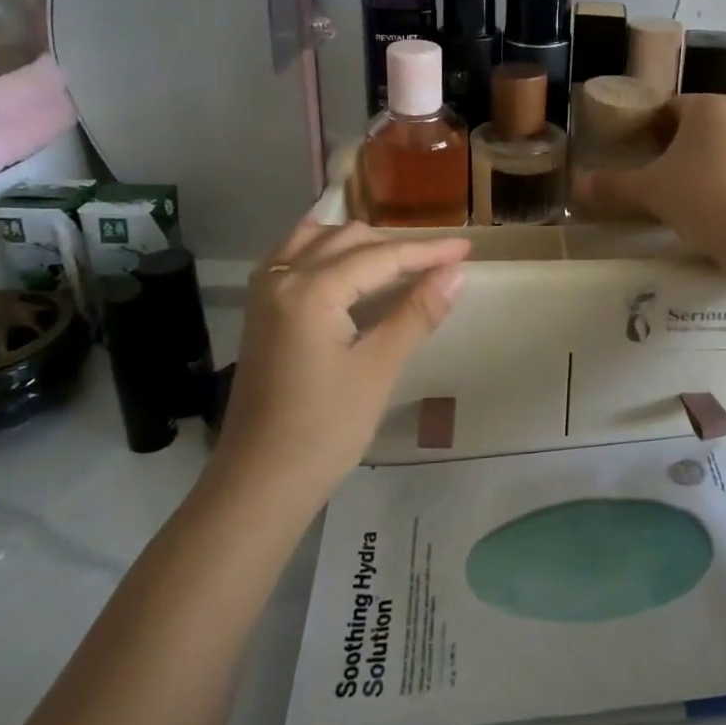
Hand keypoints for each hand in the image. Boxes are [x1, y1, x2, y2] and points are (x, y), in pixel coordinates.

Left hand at [213, 220, 470, 504]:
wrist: (259, 484)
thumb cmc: (324, 431)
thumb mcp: (378, 370)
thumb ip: (416, 314)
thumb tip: (455, 273)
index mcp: (310, 290)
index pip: (379, 257)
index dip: (426, 251)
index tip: (466, 249)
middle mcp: (282, 278)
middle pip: (348, 240)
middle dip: (396, 246)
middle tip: (440, 263)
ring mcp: (264, 293)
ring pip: (318, 241)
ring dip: (360, 242)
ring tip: (398, 258)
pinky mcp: (260, 311)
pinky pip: (293, 256)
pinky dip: (325, 248)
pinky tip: (342, 257)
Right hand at [573, 95, 725, 292]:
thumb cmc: (703, 197)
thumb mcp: (650, 191)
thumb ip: (612, 186)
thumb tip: (575, 187)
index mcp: (708, 105)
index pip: (665, 107)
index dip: (642, 128)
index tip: (625, 152)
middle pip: (692, 128)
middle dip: (667, 148)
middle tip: (643, 175)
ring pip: (715, 150)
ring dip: (693, 167)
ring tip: (670, 195)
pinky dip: (716, 183)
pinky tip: (703, 208)